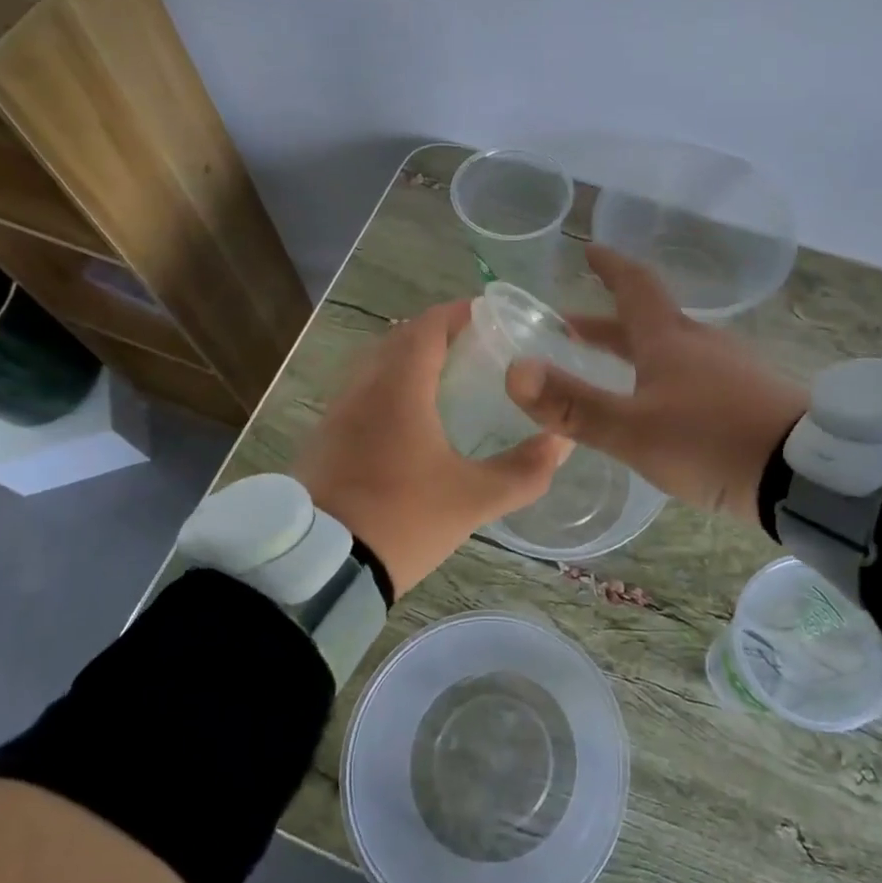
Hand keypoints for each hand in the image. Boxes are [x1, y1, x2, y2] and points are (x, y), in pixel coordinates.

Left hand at [295, 300, 570, 595]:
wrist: (319, 569)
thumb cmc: (401, 519)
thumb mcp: (473, 500)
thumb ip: (524, 470)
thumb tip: (562, 442)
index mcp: (398, 388)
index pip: (428, 326)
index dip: (459, 313)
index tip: (490, 315)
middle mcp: (362, 388)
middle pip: (400, 339)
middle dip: (437, 334)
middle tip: (477, 347)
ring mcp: (336, 413)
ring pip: (376, 366)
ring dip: (409, 361)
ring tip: (447, 379)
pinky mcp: (324, 439)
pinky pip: (360, 394)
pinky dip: (388, 389)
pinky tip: (409, 421)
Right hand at [505, 246, 808, 524]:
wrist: (806, 475)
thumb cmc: (712, 441)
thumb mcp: (633, 430)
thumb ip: (574, 405)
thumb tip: (515, 371)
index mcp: (670, 339)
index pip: (635, 287)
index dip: (610, 267)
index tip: (591, 250)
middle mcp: (701, 344)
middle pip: (648, 322)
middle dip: (608, 324)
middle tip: (572, 329)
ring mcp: (732, 369)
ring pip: (673, 350)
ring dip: (637, 353)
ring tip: (613, 373)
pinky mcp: (752, 398)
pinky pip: (697, 376)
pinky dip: (666, 379)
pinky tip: (664, 409)